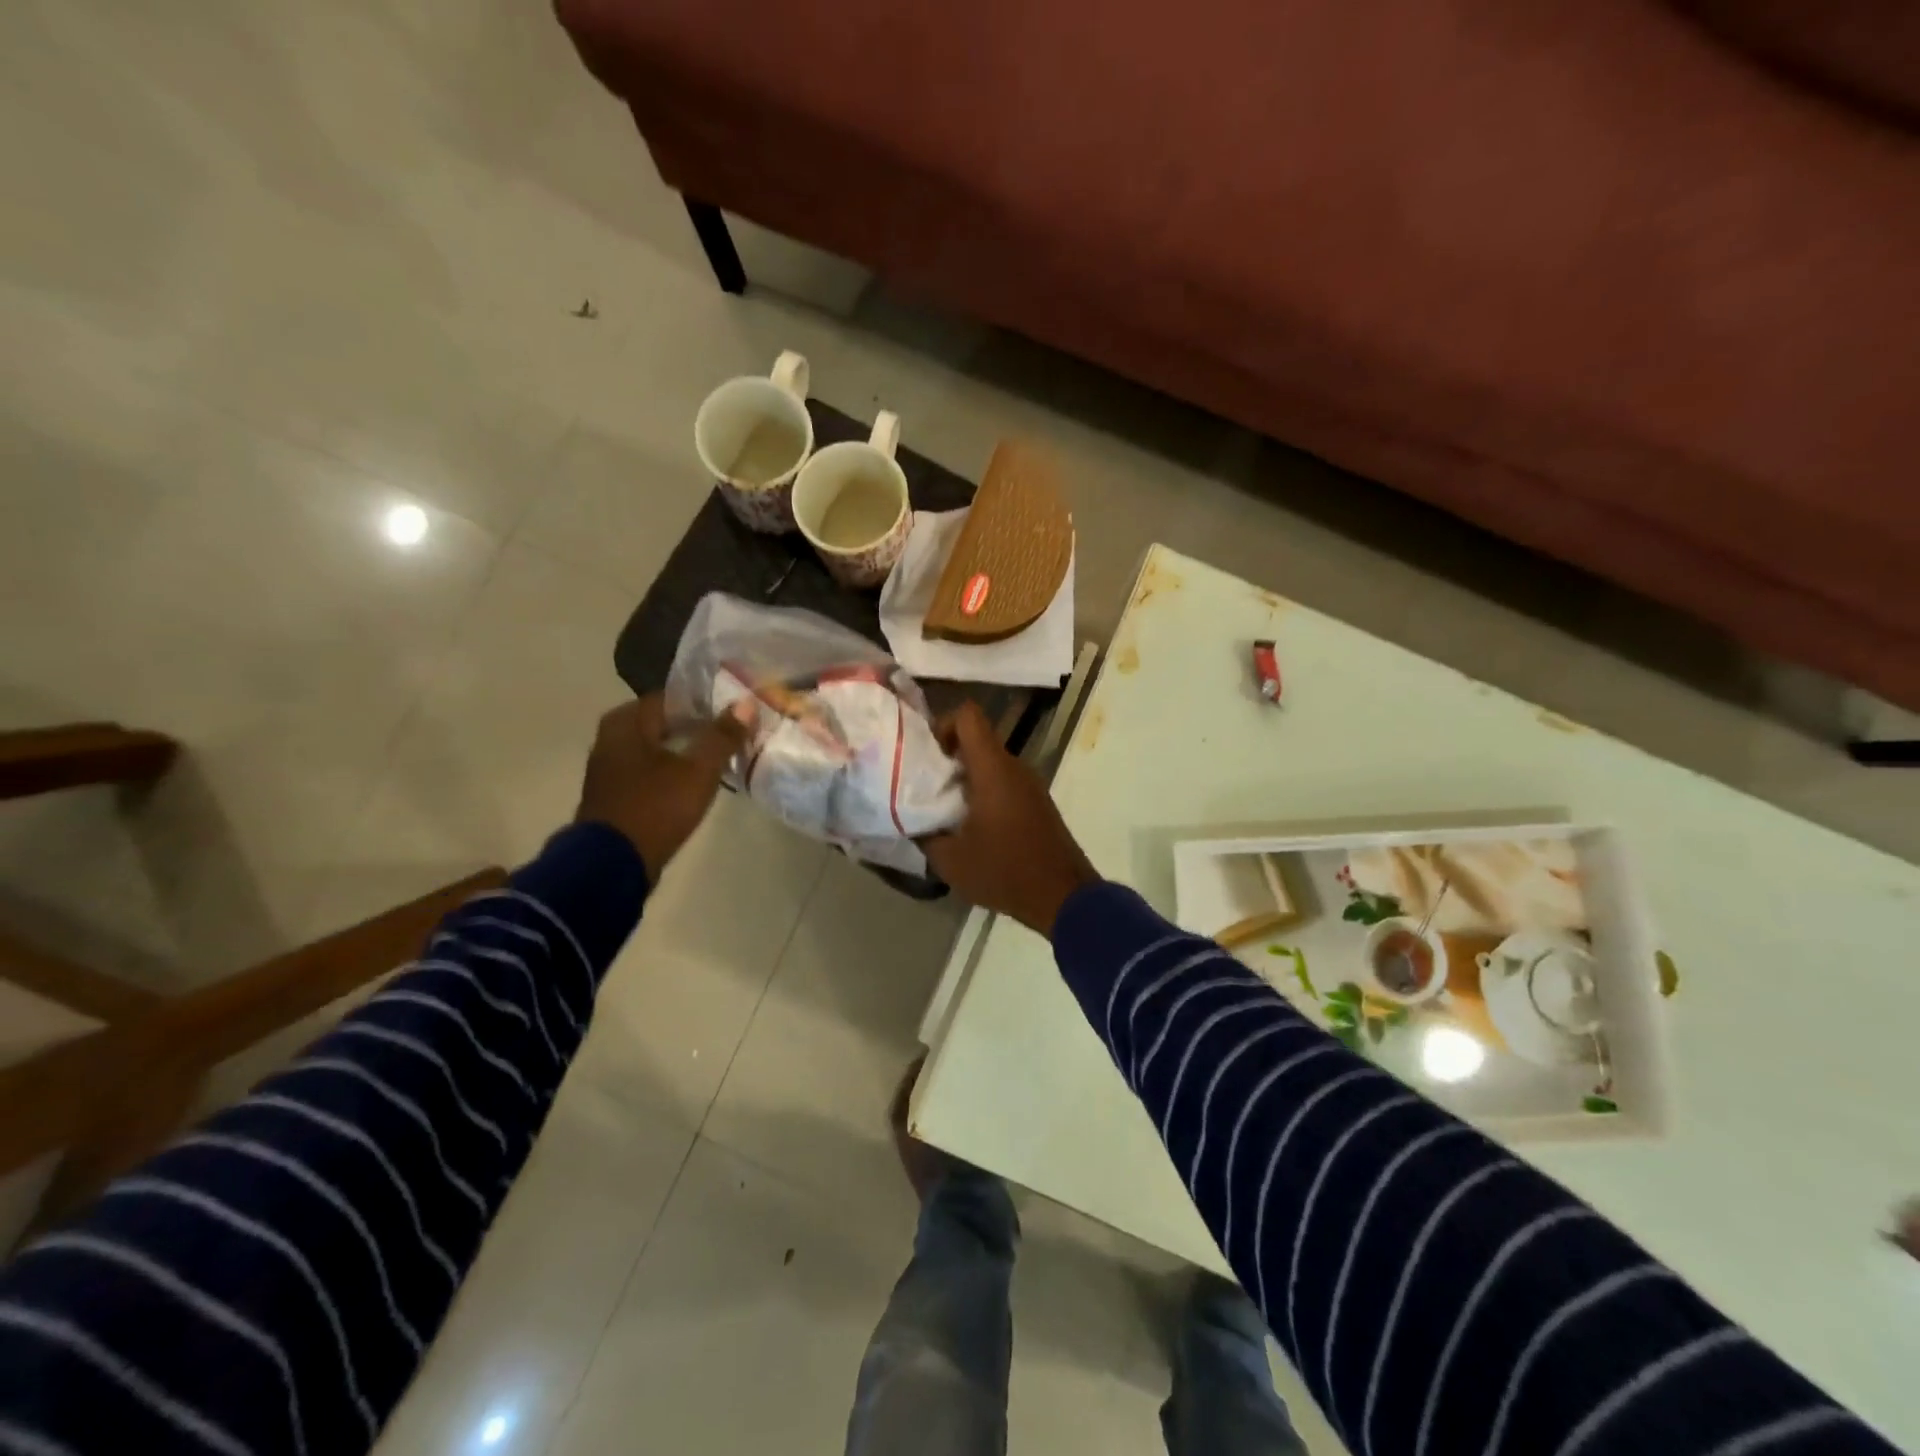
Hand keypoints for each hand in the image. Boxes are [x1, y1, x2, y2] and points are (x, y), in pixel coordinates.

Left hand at [576, 694, 751, 881]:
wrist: (612, 864)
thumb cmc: (656, 807)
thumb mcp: (698, 770)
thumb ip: (723, 736)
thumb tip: (746, 704)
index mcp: (626, 722)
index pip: (673, 698)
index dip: (706, 703)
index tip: (735, 712)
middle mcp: (611, 737)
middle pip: (664, 723)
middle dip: (698, 727)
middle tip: (732, 733)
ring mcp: (609, 768)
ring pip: (656, 748)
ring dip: (685, 750)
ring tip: (720, 757)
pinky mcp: (614, 794)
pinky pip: (649, 770)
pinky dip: (671, 770)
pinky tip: (695, 781)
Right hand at [921, 702, 1099, 935]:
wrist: (1063, 897)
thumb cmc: (1004, 871)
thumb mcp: (950, 860)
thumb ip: (925, 833)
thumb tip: (911, 820)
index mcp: (993, 769)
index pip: (968, 715)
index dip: (942, 724)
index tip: (926, 755)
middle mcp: (1014, 767)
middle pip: (976, 739)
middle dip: (947, 756)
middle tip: (924, 786)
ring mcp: (1029, 784)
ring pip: (990, 763)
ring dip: (964, 778)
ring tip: (943, 810)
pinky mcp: (1037, 803)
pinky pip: (1004, 783)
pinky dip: (983, 793)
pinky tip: (970, 827)